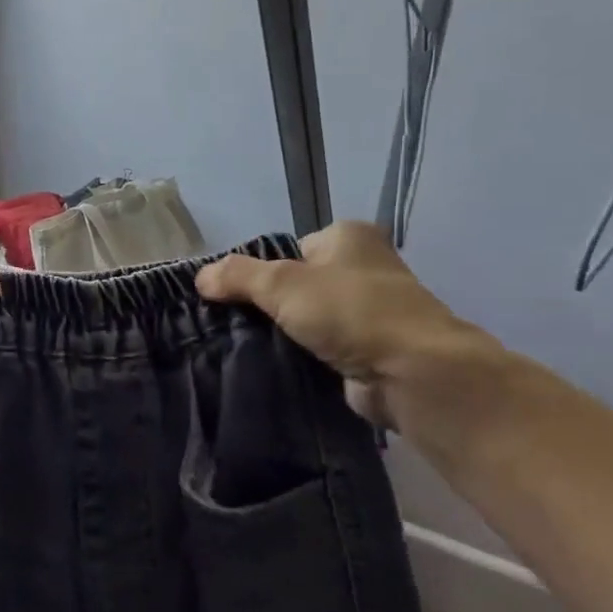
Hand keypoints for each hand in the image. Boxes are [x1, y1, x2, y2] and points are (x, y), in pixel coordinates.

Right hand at [196, 221, 499, 430]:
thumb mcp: (283, 283)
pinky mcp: (369, 350)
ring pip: (307, 319)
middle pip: (297, 284)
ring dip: (284, 334)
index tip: (230, 297)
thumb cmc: (351, 311)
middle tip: (231, 324)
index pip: (288, 248)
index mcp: (348, 237)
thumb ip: (238, 276)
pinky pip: (321, 348)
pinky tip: (274, 368)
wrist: (412, 374)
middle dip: (268, 305)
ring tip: (244, 348)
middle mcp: (362, 268)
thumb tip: (200, 277)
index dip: (258, 270)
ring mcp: (369, 312)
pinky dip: (302, 357)